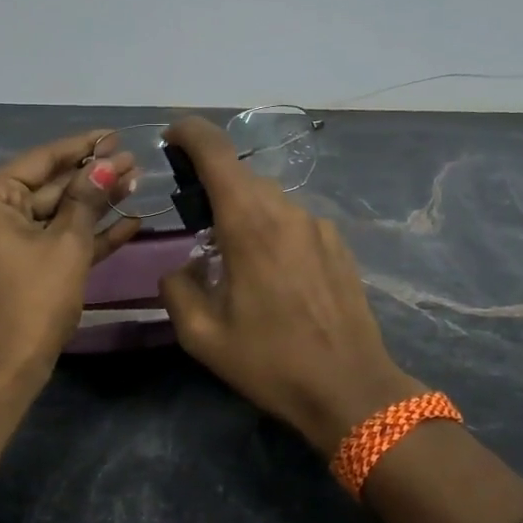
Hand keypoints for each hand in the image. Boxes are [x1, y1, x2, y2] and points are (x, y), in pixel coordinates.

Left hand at [0, 130, 139, 380]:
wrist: (6, 370)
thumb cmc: (32, 300)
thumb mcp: (66, 245)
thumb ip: (87, 200)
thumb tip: (108, 164)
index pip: (42, 159)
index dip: (82, 146)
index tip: (116, 134)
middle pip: (50, 186)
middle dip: (93, 177)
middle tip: (136, 162)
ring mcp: (5, 242)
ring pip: (57, 214)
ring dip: (95, 204)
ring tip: (136, 185)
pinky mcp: (21, 267)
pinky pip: (55, 241)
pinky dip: (86, 235)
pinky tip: (128, 223)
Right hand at [157, 117, 421, 456]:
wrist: (351, 390)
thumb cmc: (271, 362)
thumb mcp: (202, 336)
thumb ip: (177, 288)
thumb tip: (181, 269)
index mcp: (248, 223)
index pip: (216, 151)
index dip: (189, 132)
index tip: (171, 136)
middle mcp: (286, 211)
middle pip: (241, 175)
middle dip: (212, 184)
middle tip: (194, 219)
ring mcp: (318, 225)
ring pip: (269, 198)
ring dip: (243, 210)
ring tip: (232, 254)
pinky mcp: (338, 243)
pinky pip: (293, 220)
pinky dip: (272, 229)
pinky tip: (272, 273)